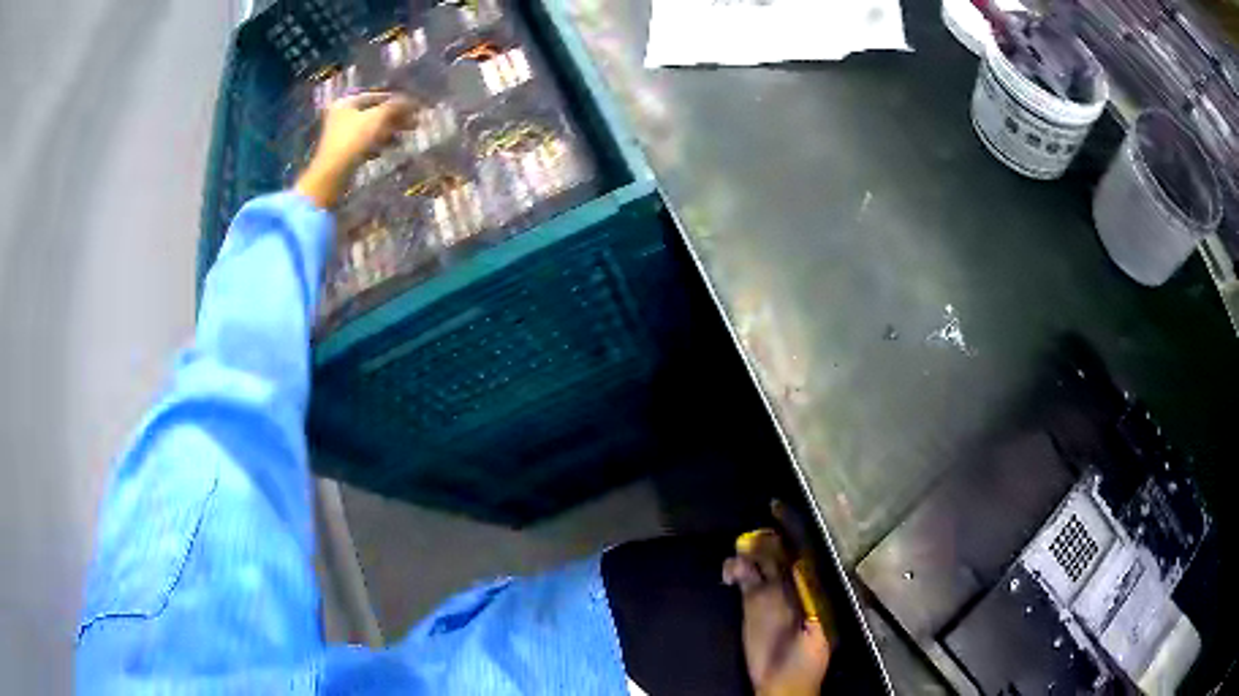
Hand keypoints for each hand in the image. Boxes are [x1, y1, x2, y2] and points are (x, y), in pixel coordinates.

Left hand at [295, 92, 416, 208]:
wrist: (332, 174)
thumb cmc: (353, 140)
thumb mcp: (377, 118)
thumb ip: (395, 106)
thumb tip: (412, 101)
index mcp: (347, 102)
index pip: (376, 96)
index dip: (396, 100)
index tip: (414, 107)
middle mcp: (342, 115)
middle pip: (374, 113)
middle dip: (395, 118)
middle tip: (414, 123)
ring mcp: (342, 135)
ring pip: (371, 129)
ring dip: (389, 132)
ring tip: (405, 137)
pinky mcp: (344, 152)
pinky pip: (365, 143)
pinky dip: (378, 144)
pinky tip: (388, 149)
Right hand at [723, 530, 830, 695]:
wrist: (782, 684)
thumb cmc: (808, 659)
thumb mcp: (818, 628)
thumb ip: (809, 599)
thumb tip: (801, 565)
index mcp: (814, 587)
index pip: (804, 551)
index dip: (793, 528)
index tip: (777, 508)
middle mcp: (793, 584)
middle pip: (779, 552)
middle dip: (766, 540)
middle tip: (752, 537)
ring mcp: (770, 593)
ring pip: (759, 562)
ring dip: (747, 553)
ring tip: (738, 556)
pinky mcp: (750, 604)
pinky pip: (742, 578)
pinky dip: (734, 570)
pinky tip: (729, 572)